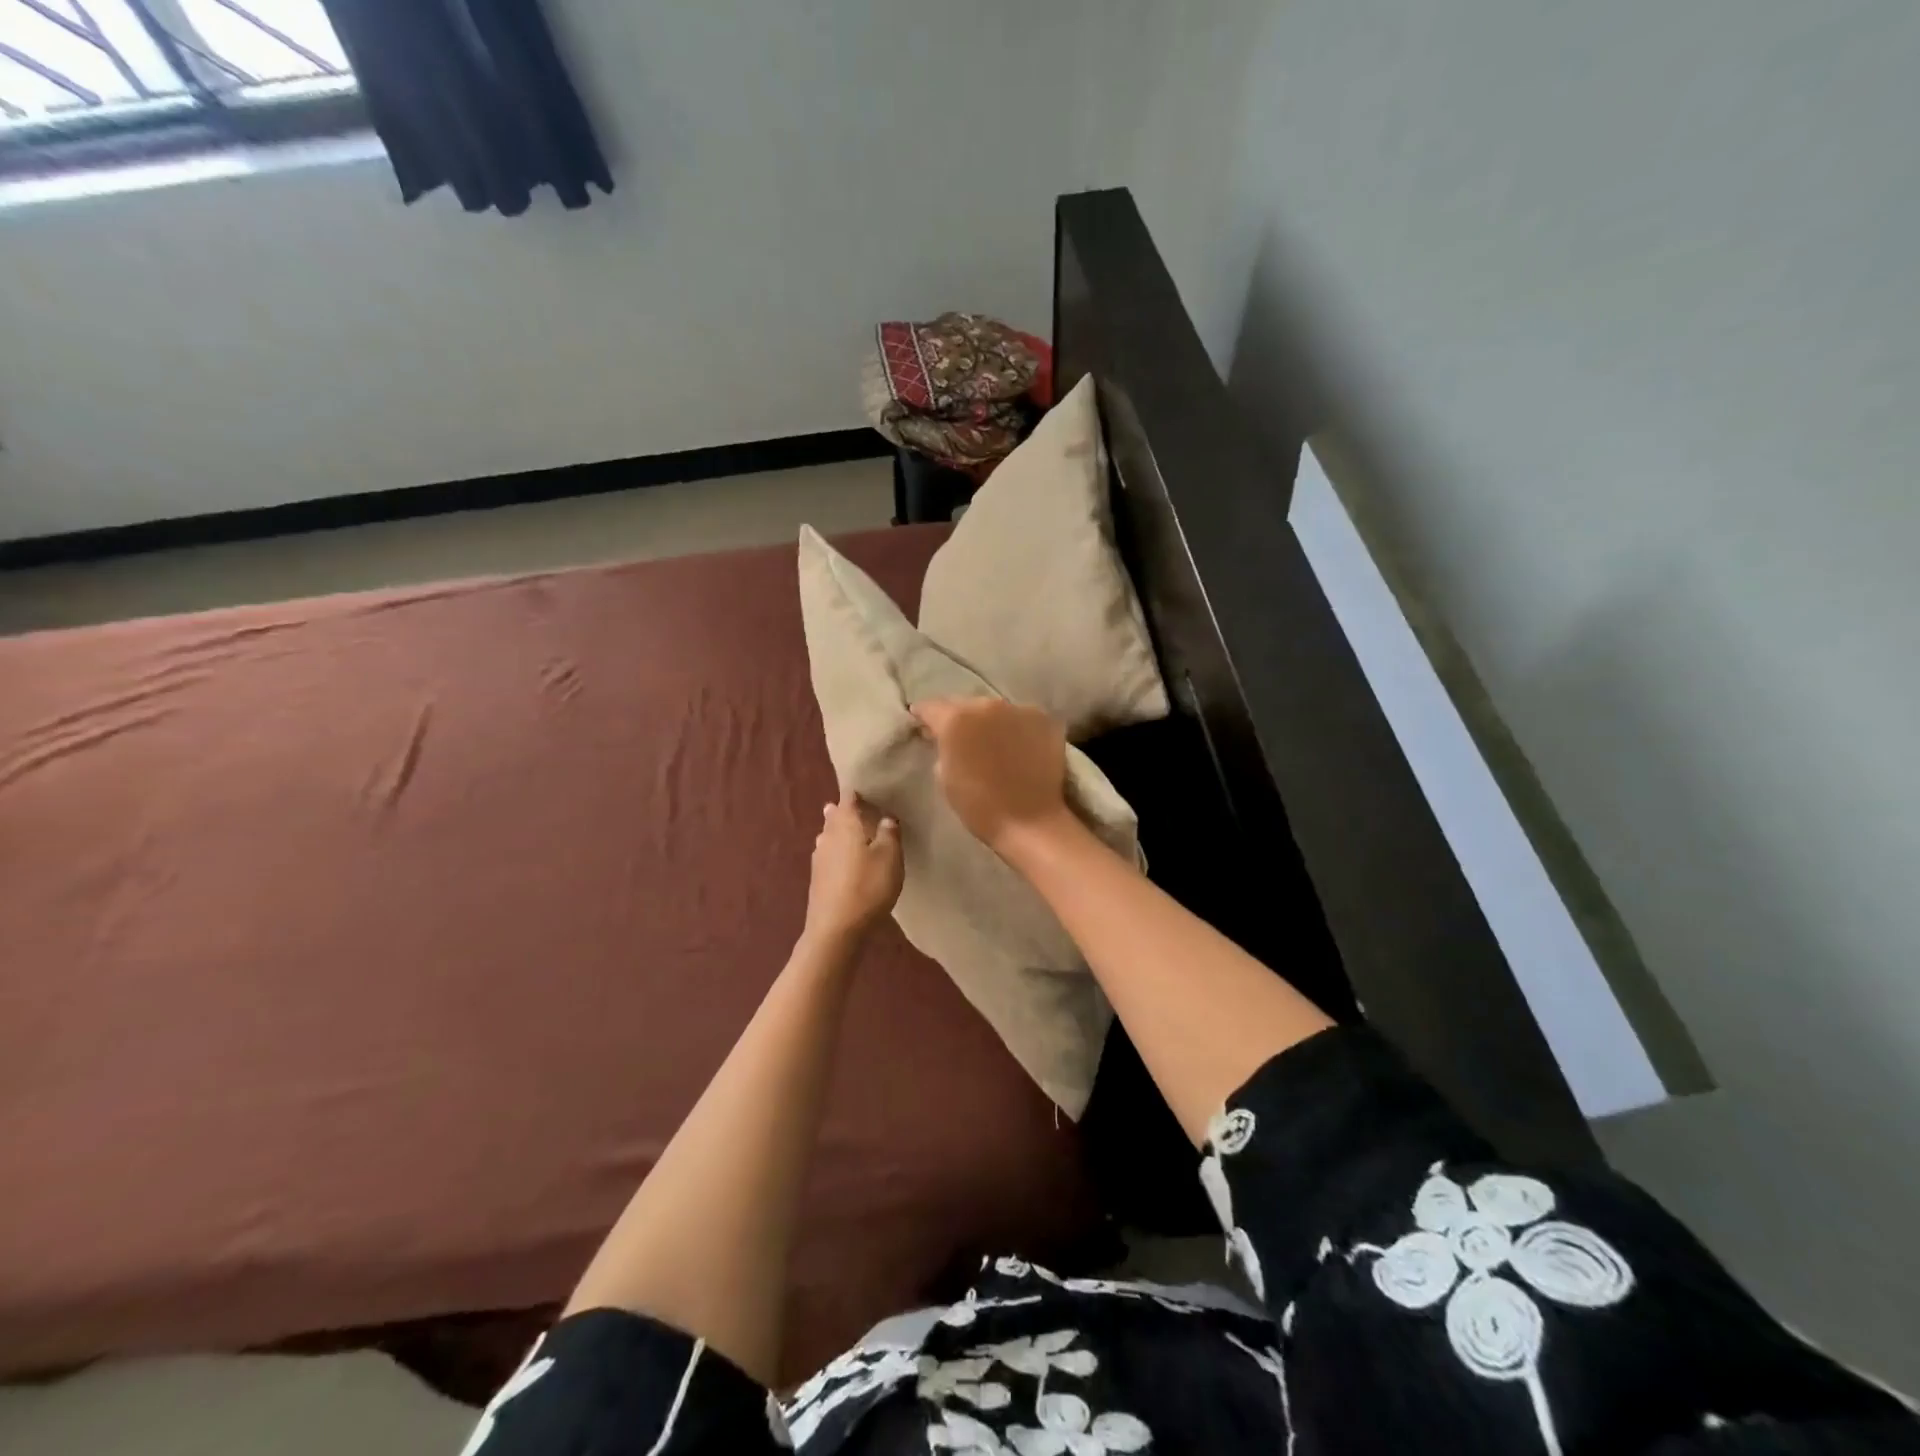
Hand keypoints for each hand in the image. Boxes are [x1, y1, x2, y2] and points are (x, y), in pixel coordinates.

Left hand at [804, 788, 904, 947]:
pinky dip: (838, 851)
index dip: (857, 791)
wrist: (836, 929)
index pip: (849, 798)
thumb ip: (889, 833)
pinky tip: (845, 859)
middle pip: (835, 816)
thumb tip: (885, 817)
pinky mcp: (817, 878)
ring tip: (852, 829)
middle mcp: (828, 836)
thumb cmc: (868, 887)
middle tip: (860, 806)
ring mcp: (819, 858)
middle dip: (845, 810)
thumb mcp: (890, 857)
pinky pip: (829, 854)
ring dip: (839, 830)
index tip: (867, 786)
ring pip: (829, 835)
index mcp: (845, 824)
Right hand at [910, 697, 1071, 858]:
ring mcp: (1020, 710)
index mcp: (956, 719)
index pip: (932, 706)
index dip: (923, 715)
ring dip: (990, 722)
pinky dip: (1016, 728)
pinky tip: (1018, 746)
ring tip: (991, 741)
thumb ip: (942, 747)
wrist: (1030, 821)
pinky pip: (1022, 718)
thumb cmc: (979, 806)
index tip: (921, 722)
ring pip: (996, 710)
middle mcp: (987, 705)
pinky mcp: (1045, 720)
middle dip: (959, 718)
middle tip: (959, 736)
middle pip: (966, 705)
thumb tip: (944, 736)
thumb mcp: (944, 777)